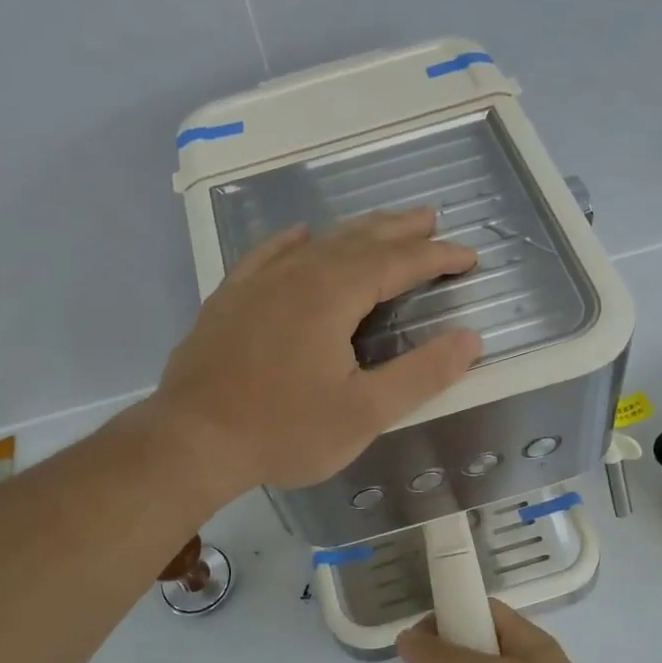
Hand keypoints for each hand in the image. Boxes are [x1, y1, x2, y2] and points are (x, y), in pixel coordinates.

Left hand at [148, 209, 481, 499]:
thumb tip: (470, 339)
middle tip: (430, 221)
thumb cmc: (284, 431)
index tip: (469, 256)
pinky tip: (299, 236)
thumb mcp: (365, 413)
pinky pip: (267, 255)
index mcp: (332, 295)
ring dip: (355, 232)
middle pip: (357, 240)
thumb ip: (421, 374)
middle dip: (399, 231)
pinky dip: (292, 242)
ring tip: (381, 226)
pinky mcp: (228, 300)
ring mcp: (256, 284)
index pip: (397, 263)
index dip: (437, 257)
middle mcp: (296, 275)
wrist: (191, 441)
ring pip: (316, 244)